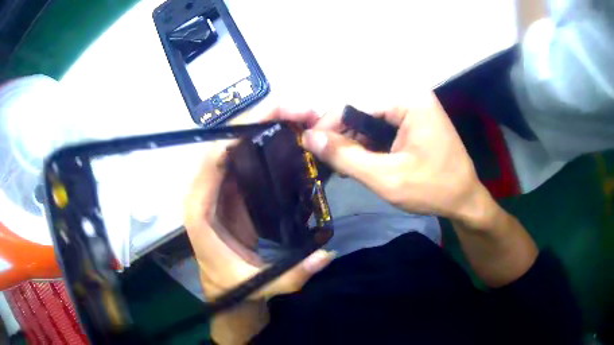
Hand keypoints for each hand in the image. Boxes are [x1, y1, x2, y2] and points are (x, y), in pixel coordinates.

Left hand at [183, 108, 334, 342]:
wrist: (226, 289)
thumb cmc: (233, 286)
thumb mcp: (259, 285)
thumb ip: (291, 275)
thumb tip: (326, 256)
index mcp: (200, 211)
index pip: (211, 163)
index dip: (236, 135)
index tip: (271, 117)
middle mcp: (205, 191)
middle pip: (226, 143)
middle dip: (259, 119)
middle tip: (298, 109)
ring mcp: (220, 188)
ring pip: (237, 145)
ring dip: (265, 125)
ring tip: (299, 116)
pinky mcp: (234, 190)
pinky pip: (247, 157)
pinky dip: (267, 141)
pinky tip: (291, 134)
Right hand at [294, 92, 490, 223]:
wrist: (465, 200)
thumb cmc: (432, 189)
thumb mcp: (386, 178)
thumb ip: (345, 156)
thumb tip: (309, 137)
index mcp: (408, 100)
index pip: (355, 104)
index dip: (329, 125)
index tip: (309, 147)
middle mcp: (410, 95)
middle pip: (362, 110)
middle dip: (343, 136)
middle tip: (328, 162)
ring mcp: (414, 106)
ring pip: (370, 119)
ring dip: (355, 142)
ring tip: (345, 166)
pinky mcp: (414, 119)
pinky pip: (382, 126)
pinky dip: (369, 144)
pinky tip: (364, 161)